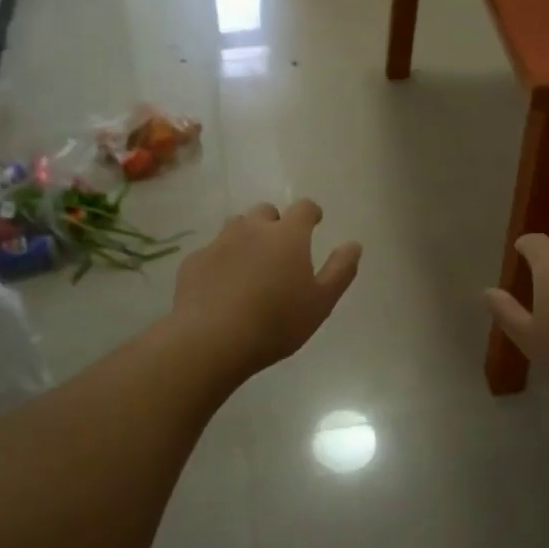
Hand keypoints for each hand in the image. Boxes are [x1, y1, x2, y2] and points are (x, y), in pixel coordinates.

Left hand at [172, 201, 361, 375]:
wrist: (212, 339)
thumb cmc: (276, 322)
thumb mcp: (321, 302)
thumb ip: (340, 270)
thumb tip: (354, 245)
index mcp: (287, 236)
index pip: (304, 208)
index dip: (311, 213)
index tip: (315, 222)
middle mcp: (252, 229)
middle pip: (265, 212)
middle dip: (275, 224)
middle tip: (280, 249)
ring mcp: (219, 242)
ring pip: (236, 227)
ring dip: (246, 237)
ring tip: (251, 265)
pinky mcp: (194, 261)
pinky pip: (212, 252)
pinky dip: (222, 261)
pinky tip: (223, 286)